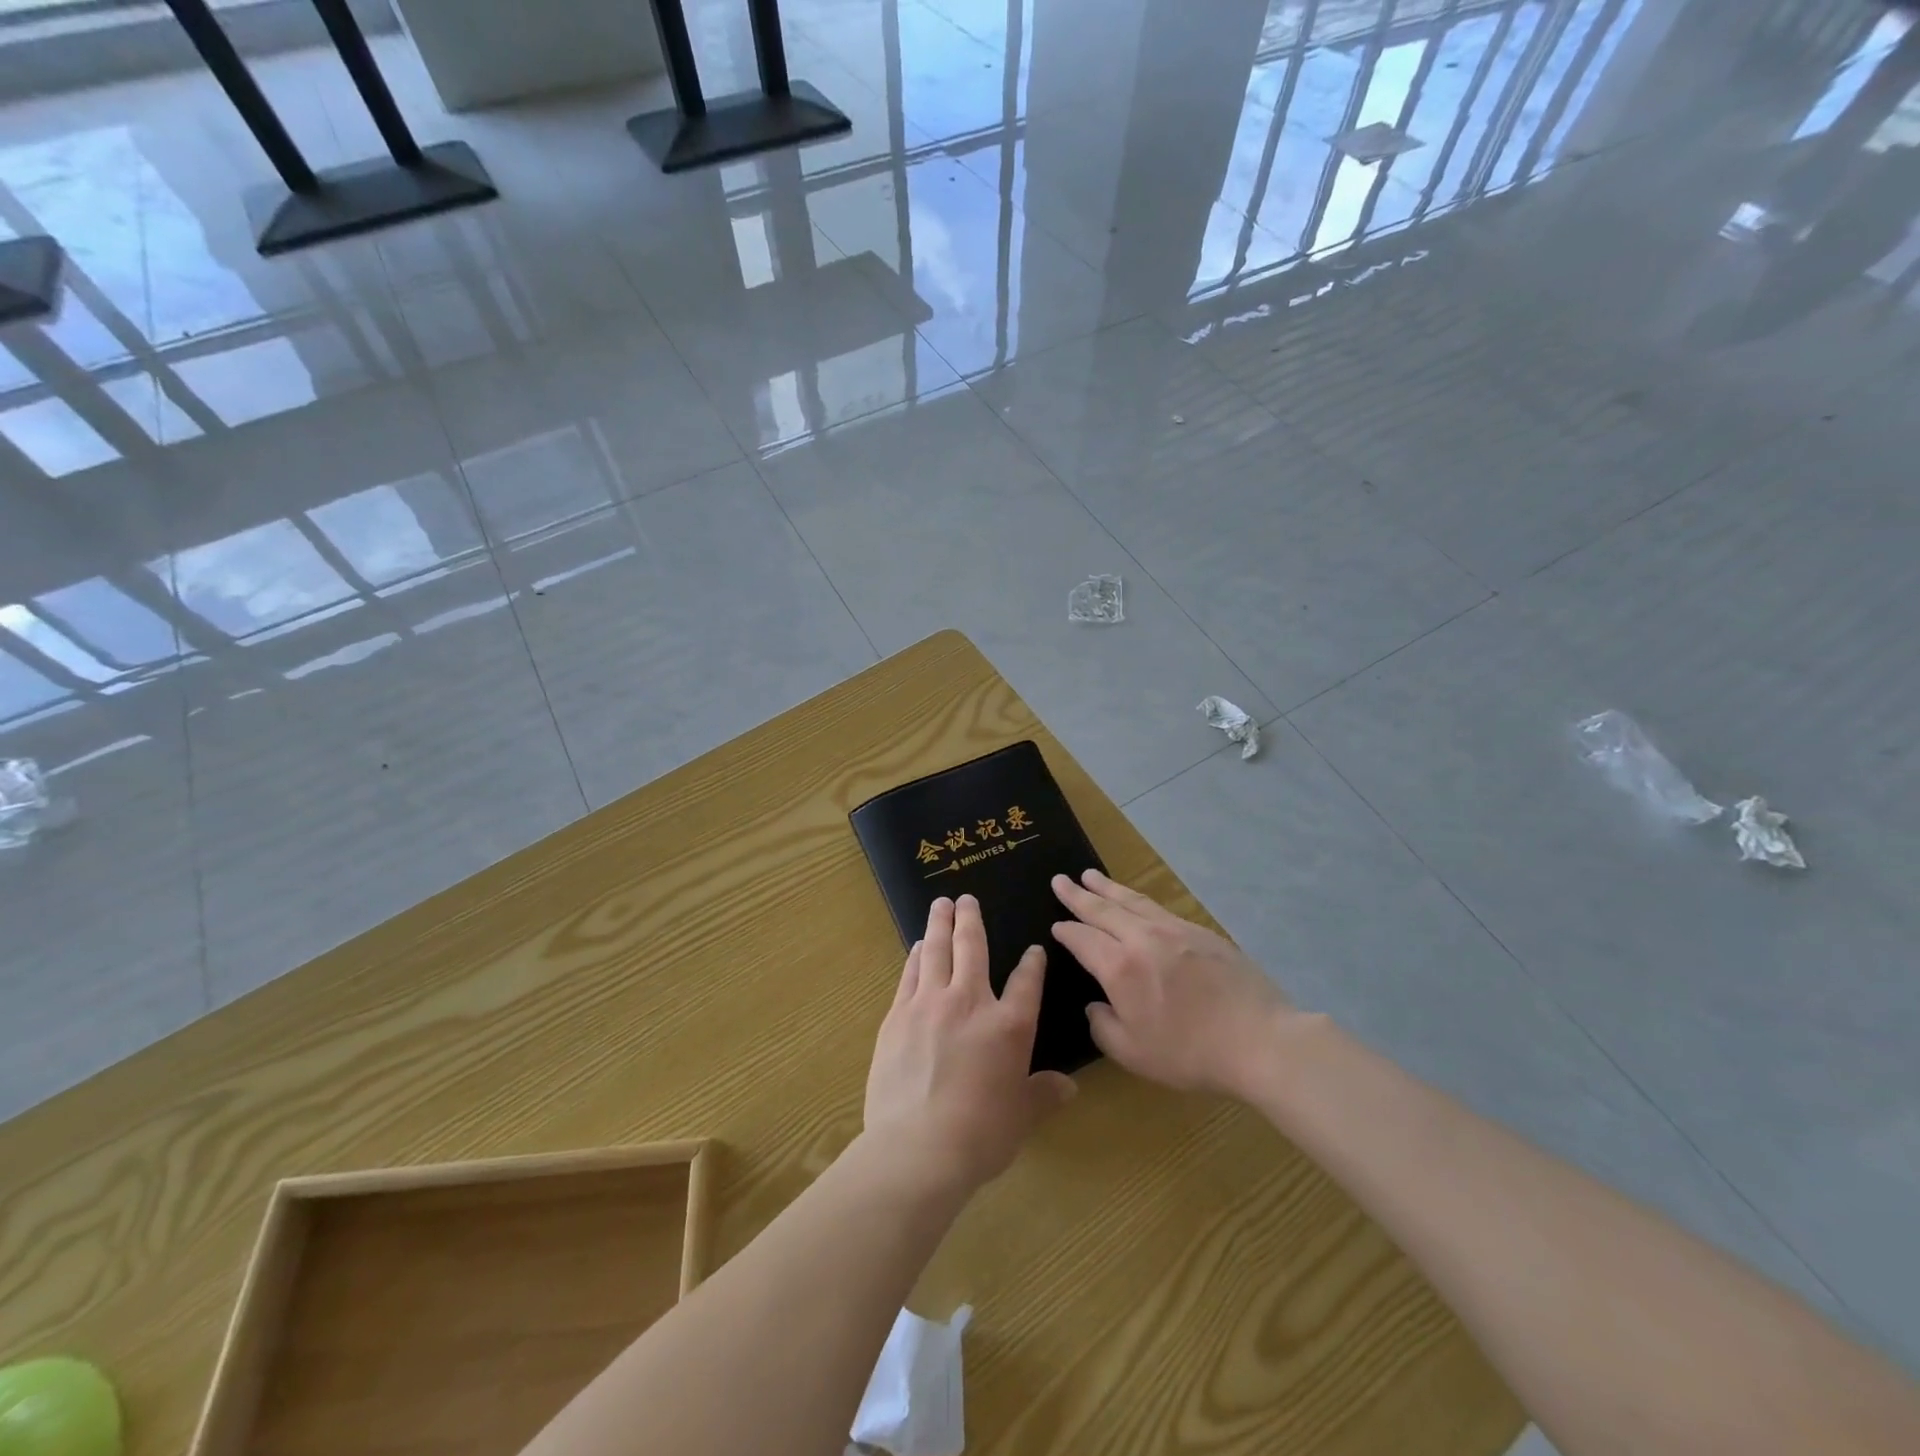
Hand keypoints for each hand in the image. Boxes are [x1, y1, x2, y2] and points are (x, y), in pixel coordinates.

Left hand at [865, 895, 1077, 1194]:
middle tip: (966, 897)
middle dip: (971, 919)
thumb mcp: (1021, 1117)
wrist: (917, 1148)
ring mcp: (929, 1004)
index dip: (1032, 963)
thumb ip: (1044, 1094)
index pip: (1025, 982)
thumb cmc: (980, 1135)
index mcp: (1009, 1025)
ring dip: (939, 924)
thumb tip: (1069, 1087)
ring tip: (940, 906)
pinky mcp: (897, 1016)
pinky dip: (916, 957)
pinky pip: (910, 975)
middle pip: (972, 948)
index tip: (1034, 950)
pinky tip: (918, 948)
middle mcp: (970, 1002)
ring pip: (936, 951)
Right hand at [1051, 869, 1296, 1097]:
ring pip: (1132, 900)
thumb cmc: (1191, 1053)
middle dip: (1078, 895)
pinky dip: (1138, 899)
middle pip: (1103, 909)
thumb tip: (1095, 1006)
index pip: (1083, 940)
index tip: (1055, 925)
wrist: (1260, 1039)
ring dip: (1107, 887)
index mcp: (1120, 968)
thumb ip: (1104, 1028)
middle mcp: (1142, 939)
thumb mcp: (1134, 1054)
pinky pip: (1159, 908)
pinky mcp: (1201, 932)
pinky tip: (1137, 901)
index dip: (1066, 931)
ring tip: (1090, 875)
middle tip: (1060, 880)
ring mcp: (1174, 930)